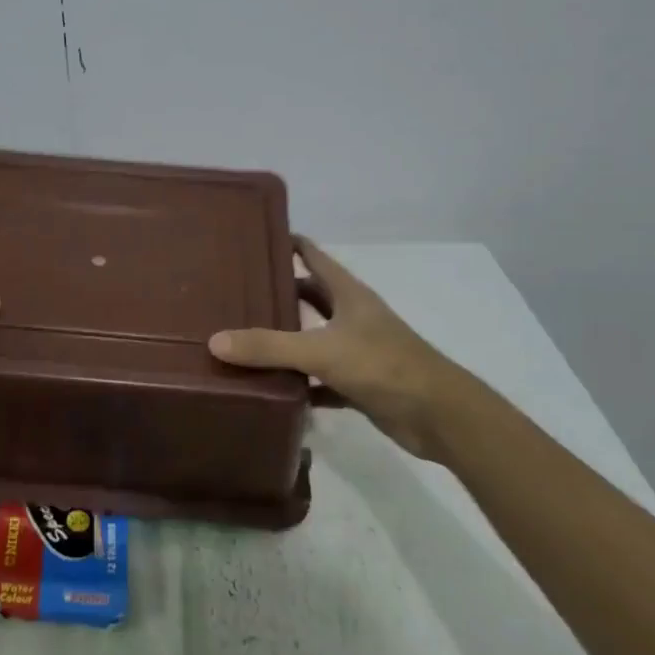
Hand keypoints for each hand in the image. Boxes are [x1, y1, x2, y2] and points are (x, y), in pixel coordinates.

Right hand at [208, 236, 477, 457]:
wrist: (440, 416)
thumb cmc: (383, 365)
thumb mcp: (321, 351)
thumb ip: (269, 346)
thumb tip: (215, 341)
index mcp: (348, 294)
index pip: (313, 256)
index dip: (288, 243)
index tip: (253, 238)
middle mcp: (352, 316)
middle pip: (310, 296)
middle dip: (278, 293)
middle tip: (235, 293)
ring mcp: (358, 351)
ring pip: (313, 338)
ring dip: (286, 340)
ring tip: (242, 337)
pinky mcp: (360, 384)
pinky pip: (320, 380)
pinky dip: (299, 383)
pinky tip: (270, 388)